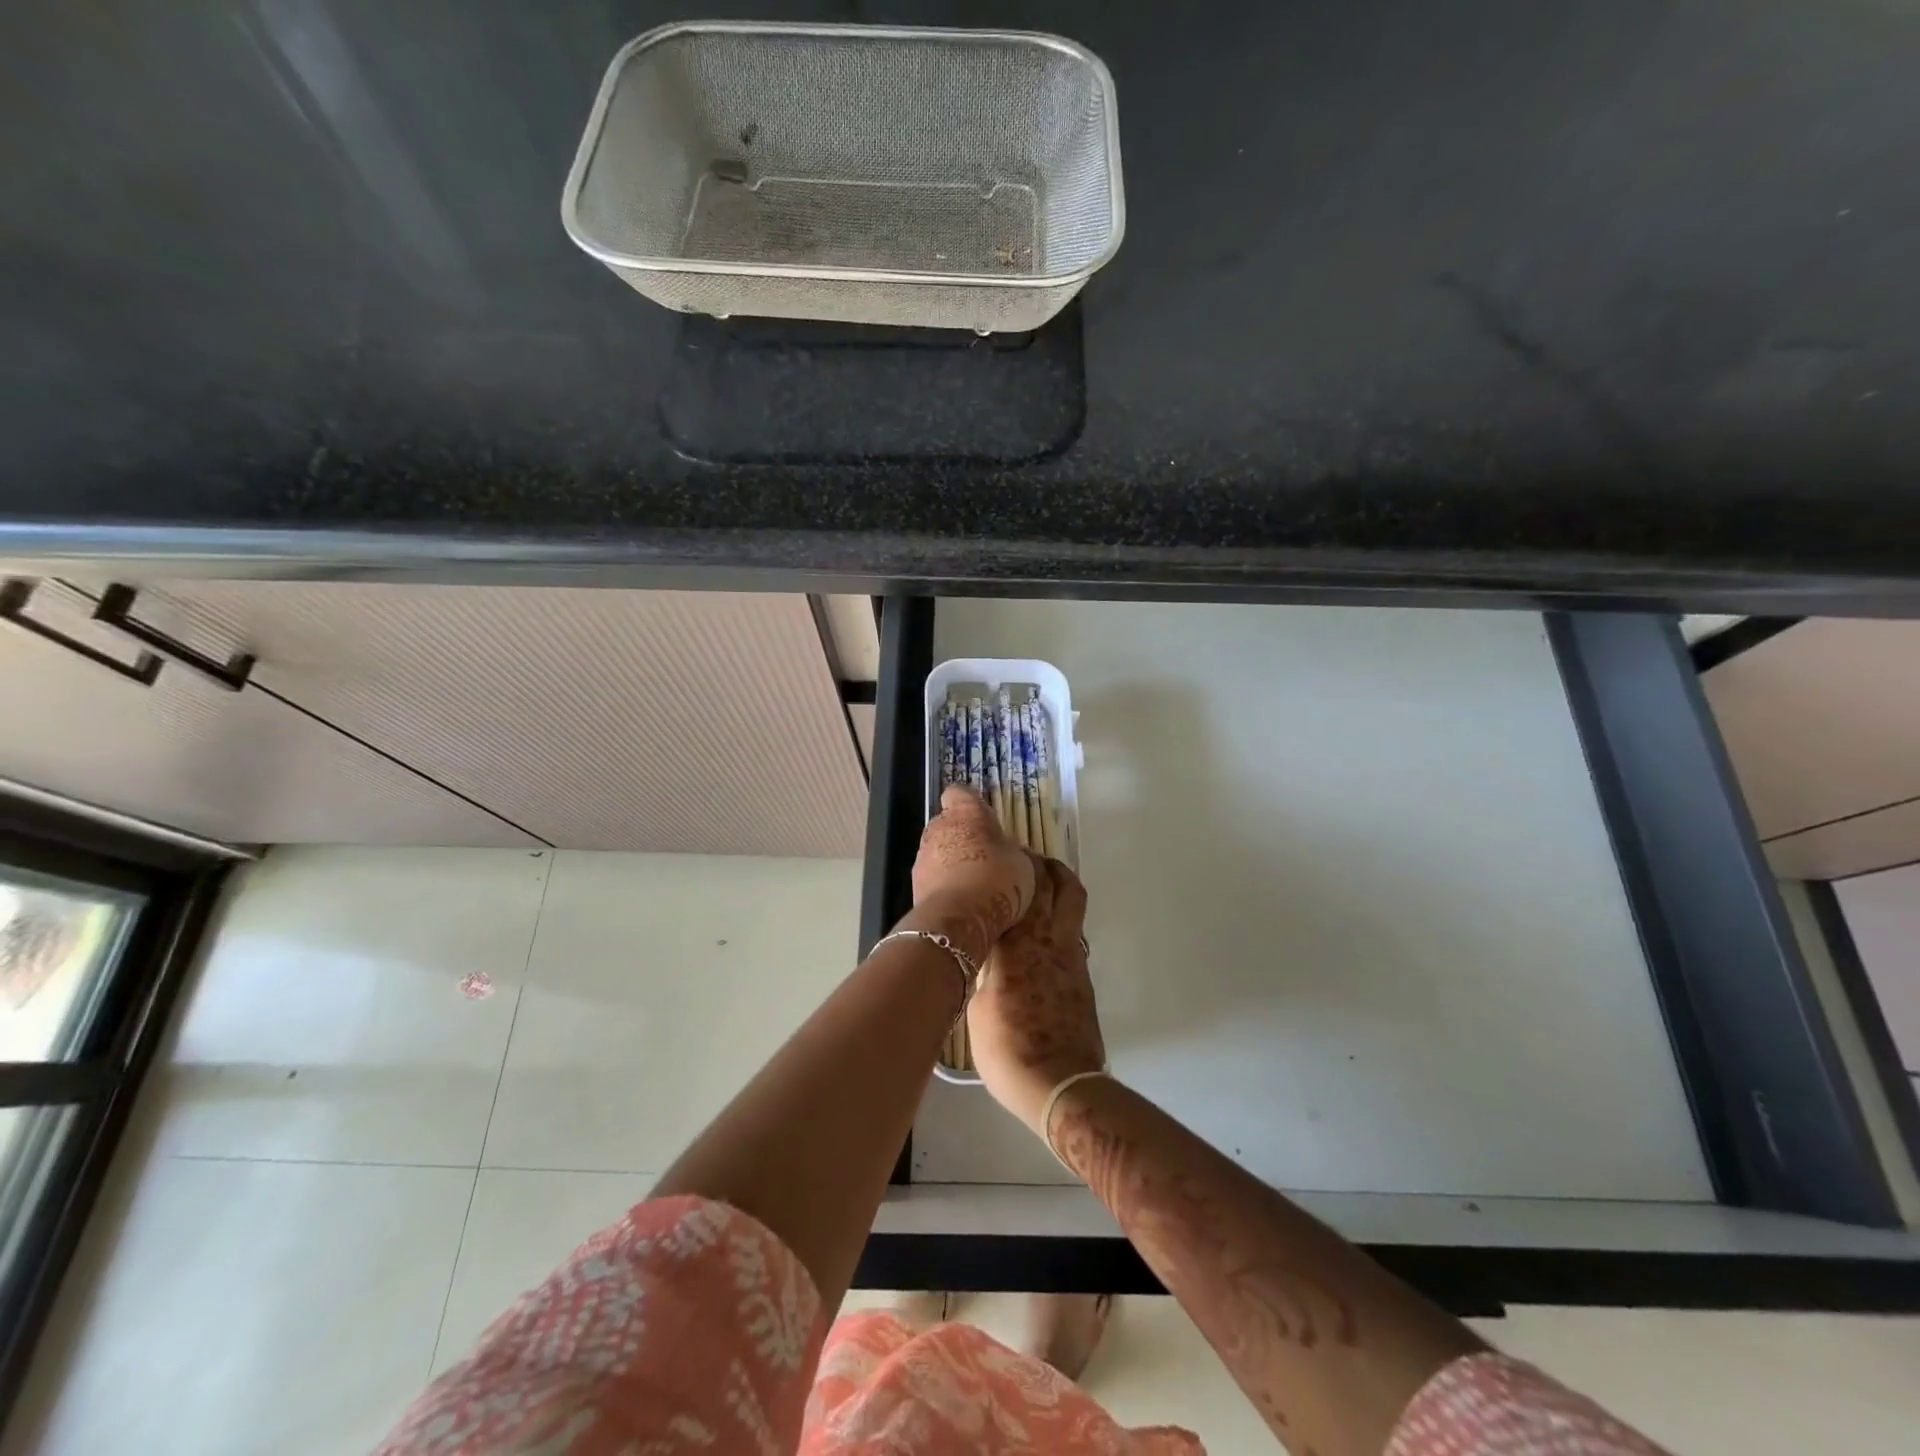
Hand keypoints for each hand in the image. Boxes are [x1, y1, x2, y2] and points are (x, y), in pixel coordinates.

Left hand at [907, 785, 1036, 965]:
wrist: (959, 919)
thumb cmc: (997, 880)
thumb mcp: (1021, 863)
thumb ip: (1009, 851)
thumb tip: (1006, 854)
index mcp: (966, 812)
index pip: (960, 792)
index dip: (970, 803)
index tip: (984, 817)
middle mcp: (938, 826)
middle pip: (948, 823)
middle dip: (963, 835)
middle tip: (986, 855)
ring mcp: (922, 855)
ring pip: (938, 850)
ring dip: (952, 861)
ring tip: (975, 884)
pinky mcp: (914, 883)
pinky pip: (933, 877)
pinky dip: (944, 884)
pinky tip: (963, 902)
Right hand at [970, 857, 1105, 1132]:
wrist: (1058, 1083)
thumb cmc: (1007, 1046)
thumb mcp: (975, 1004)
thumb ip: (983, 969)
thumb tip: (984, 956)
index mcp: (1022, 940)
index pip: (1023, 886)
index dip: (1017, 863)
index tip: (1005, 851)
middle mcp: (1052, 939)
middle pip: (1062, 884)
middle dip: (1047, 866)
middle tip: (1027, 861)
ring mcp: (1072, 958)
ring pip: (1073, 907)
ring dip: (1058, 890)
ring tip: (1034, 893)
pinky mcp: (1082, 979)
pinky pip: (1071, 935)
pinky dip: (1058, 924)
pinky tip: (1038, 940)